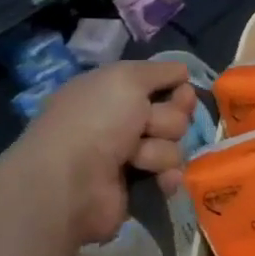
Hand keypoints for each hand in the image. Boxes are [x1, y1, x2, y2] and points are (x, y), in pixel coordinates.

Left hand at [13, 60, 197, 246]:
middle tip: (145, 127)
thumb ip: (160, 70)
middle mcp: (122, 121)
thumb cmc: (96, 121)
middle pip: (175, 115)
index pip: (164, 85)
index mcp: (113, 92)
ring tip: (134, 159)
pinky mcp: (139, 185)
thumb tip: (183, 71)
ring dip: (159, 151)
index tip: (179, 94)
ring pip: (174, 145)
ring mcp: (130, 155)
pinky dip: (166, 176)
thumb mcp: (126, 78)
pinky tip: (157, 180)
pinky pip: (171, 174)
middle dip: (167, 121)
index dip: (177, 90)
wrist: (71, 182)